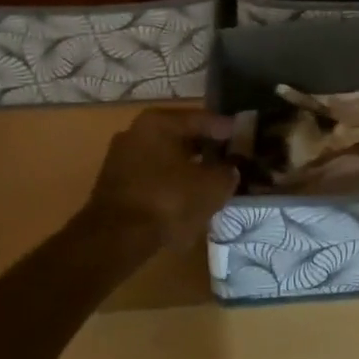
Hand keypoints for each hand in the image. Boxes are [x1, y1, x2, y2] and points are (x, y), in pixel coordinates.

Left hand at [85, 108, 238, 247]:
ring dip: (187, 168)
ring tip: (210, 182)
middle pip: (181, 137)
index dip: (226, 129)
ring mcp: (121, 158)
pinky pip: (152, 177)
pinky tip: (186, 199)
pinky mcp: (114, 185)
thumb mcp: (211, 186)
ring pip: (165, 158)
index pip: (202, 119)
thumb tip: (230, 169)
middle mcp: (136, 131)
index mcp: (158, 122)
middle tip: (229, 160)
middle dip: (205, 149)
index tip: (243, 137)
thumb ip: (227, 172)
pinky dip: (170, 184)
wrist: (115, 239)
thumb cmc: (167, 200)